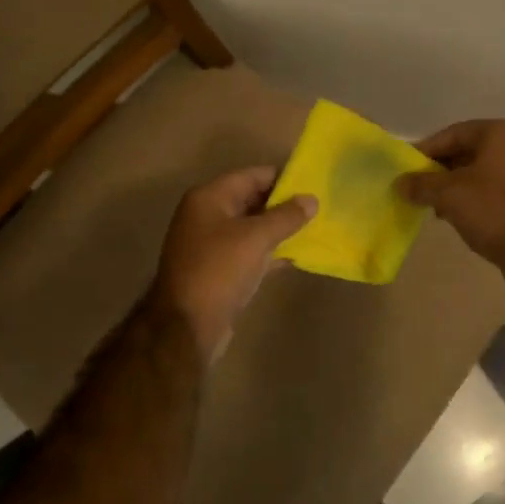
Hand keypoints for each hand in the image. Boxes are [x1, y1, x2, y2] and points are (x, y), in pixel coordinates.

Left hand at [155, 167, 316, 359]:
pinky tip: (295, 256)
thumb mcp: (256, 238)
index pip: (252, 176)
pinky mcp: (217, 270)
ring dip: (278, 229)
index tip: (313, 183)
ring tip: (314, 229)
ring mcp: (210, 244)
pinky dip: (269, 252)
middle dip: (283, 204)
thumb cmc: (219, 270)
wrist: (186, 327)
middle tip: (318, 208)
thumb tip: (312, 199)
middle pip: (251, 200)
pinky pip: (248, 251)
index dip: (283, 178)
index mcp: (209, 198)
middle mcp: (206, 215)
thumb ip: (286, 216)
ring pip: (251, 228)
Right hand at [398, 120, 504, 288]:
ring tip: (441, 210)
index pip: (454, 134)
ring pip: (489, 174)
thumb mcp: (450, 195)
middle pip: (472, 152)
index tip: (407, 170)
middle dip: (444, 172)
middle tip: (422, 191)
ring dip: (462, 189)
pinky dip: (484, 201)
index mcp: (502, 132)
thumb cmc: (496, 209)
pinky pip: (504, 193)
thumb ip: (422, 184)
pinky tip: (468, 220)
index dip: (426, 151)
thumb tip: (400, 183)